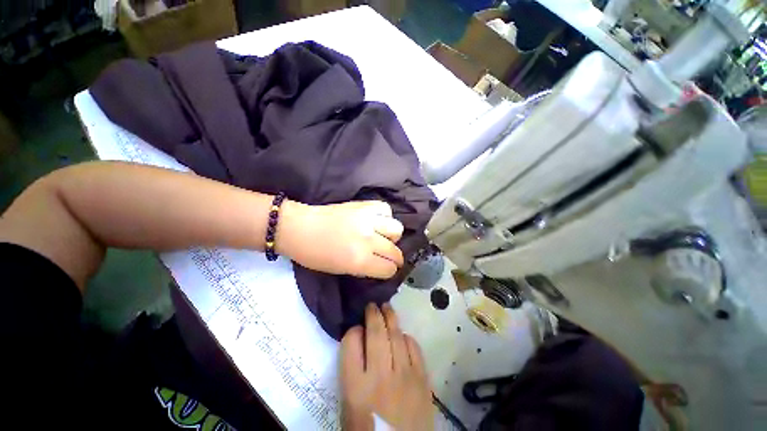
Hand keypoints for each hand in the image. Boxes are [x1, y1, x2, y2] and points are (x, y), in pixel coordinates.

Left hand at [277, 200, 404, 278]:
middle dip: (393, 258)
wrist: (298, 228)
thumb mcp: (340, 270)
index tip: (383, 270)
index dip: (387, 272)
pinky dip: (384, 217)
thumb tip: (380, 266)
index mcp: (359, 260)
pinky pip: (386, 210)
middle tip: (385, 258)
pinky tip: (376, 222)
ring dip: (391, 236)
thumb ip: (363, 269)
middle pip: (395, 252)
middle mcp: (368, 240)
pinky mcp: (363, 205)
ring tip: (381, 237)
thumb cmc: (313, 255)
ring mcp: (367, 220)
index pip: (389, 269)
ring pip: (397, 229)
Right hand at [340, 303, 433, 430]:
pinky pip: (415, 352)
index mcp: (355, 384)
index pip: (351, 343)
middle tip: (373, 305)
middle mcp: (380, 375)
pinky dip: (408, 340)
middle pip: (377, 335)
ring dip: (392, 321)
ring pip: (398, 339)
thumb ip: (352, 376)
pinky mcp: (423, 380)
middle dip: (374, 316)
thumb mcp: (349, 405)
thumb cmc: (367, 429)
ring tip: (388, 311)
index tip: (354, 328)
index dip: (352, 331)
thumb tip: (360, 352)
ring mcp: (405, 376)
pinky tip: (404, 337)